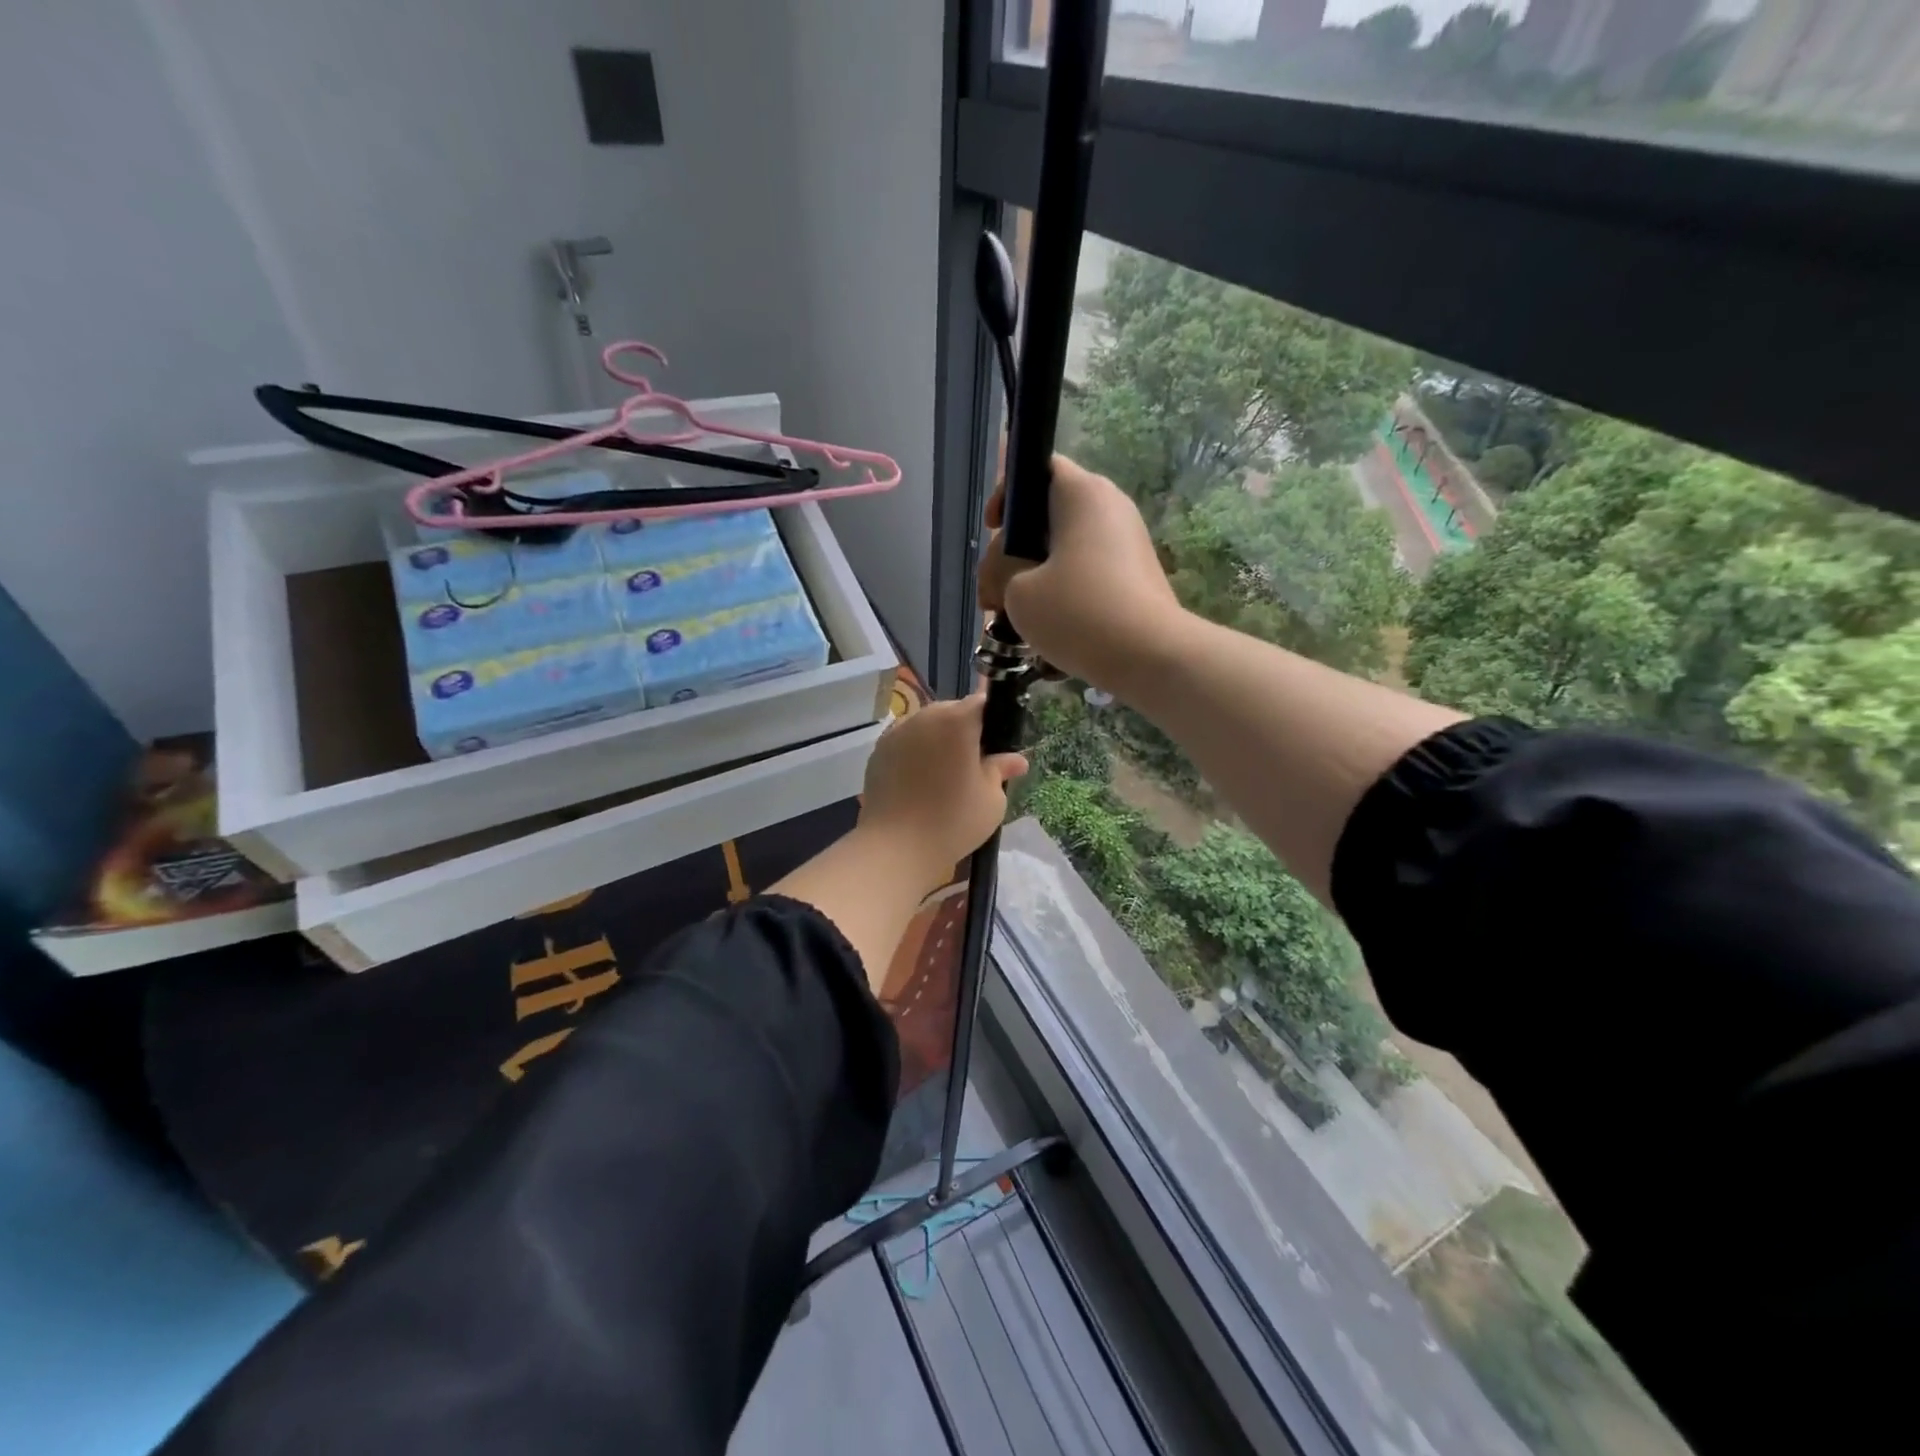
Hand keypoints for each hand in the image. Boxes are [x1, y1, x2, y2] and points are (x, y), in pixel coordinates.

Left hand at [856, 695, 1027, 890]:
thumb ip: (1001, 770)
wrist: (895, 847)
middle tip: (973, 763)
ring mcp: (897, 732)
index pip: (982, 703)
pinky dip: (916, 754)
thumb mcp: (991, 799)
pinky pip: (906, 742)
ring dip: (938, 741)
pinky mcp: (878, 751)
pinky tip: (920, 783)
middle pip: (952, 711)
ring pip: (926, 726)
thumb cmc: (953, 821)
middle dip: (964, 730)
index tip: (996, 744)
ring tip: (945, 775)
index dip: (992, 720)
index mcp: (957, 720)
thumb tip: (1016, 760)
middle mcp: (925, 716)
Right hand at [978, 455, 1182, 691]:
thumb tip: (1010, 579)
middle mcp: (1110, 508)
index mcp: (1082, 493)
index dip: (1008, 494)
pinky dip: (1066, 601)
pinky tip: (1050, 641)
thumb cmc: (1078, 611)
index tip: (993, 530)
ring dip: (1036, 584)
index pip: (1039, 468)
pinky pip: (1089, 580)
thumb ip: (1000, 573)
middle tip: (994, 598)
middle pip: (1049, 519)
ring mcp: (1129, 545)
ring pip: (1067, 555)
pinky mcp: (1137, 580)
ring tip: (1019, 625)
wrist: (1151, 656)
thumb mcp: (1017, 592)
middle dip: (1015, 556)